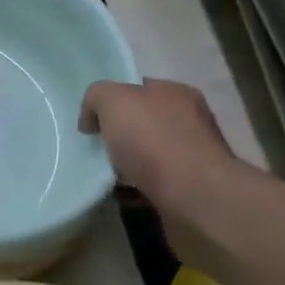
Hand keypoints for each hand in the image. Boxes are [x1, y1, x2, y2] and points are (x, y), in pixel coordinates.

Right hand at [79, 79, 240, 210]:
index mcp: (176, 93)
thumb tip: (92, 119)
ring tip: (102, 175)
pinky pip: (153, 185)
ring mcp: (193, 158)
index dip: (113, 101)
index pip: (139, 89)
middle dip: (119, 135)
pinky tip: (119, 194)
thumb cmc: (153, 140)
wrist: (192, 196)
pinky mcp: (189, 190)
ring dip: (126, 165)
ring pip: (148, 156)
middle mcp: (190, 121)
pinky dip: (135, 189)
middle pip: (143, 123)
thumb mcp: (112, 100)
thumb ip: (96, 97)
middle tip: (94, 147)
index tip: (92, 121)